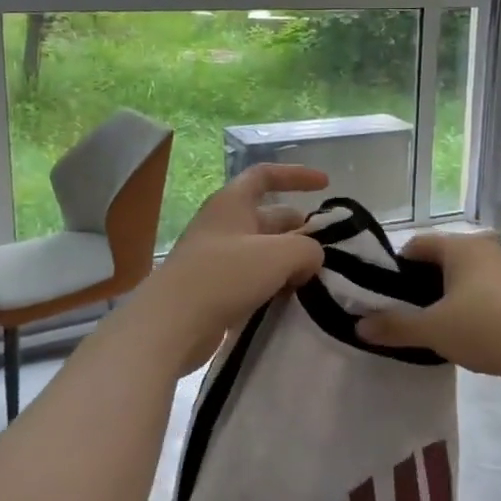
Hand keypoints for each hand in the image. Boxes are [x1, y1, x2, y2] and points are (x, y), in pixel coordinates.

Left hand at [128, 163, 329, 373]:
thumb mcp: (279, 254)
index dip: (296, 175)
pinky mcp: (216, 290)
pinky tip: (293, 297)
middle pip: (269, 216)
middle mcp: (224, 225)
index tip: (326, 185)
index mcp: (232, 203)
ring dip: (290, 259)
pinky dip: (275, 282)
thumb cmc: (224, 275)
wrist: (171, 324)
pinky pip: (254, 278)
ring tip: (316, 275)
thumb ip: (308, 249)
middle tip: (328, 247)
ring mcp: (217, 258)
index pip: (265, 175)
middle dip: (300, 227)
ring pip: (264, 250)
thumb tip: (312, 258)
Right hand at [357, 233, 500, 391]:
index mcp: (460, 247)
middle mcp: (482, 250)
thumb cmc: (484, 326)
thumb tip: (358, 327)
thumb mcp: (433, 328)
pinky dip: (464, 308)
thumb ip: (395, 326)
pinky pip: (480, 294)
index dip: (394, 267)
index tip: (381, 294)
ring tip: (425, 326)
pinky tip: (457, 334)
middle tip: (399, 313)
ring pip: (461, 279)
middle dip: (417, 285)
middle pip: (439, 261)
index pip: (416, 245)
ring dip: (442, 298)